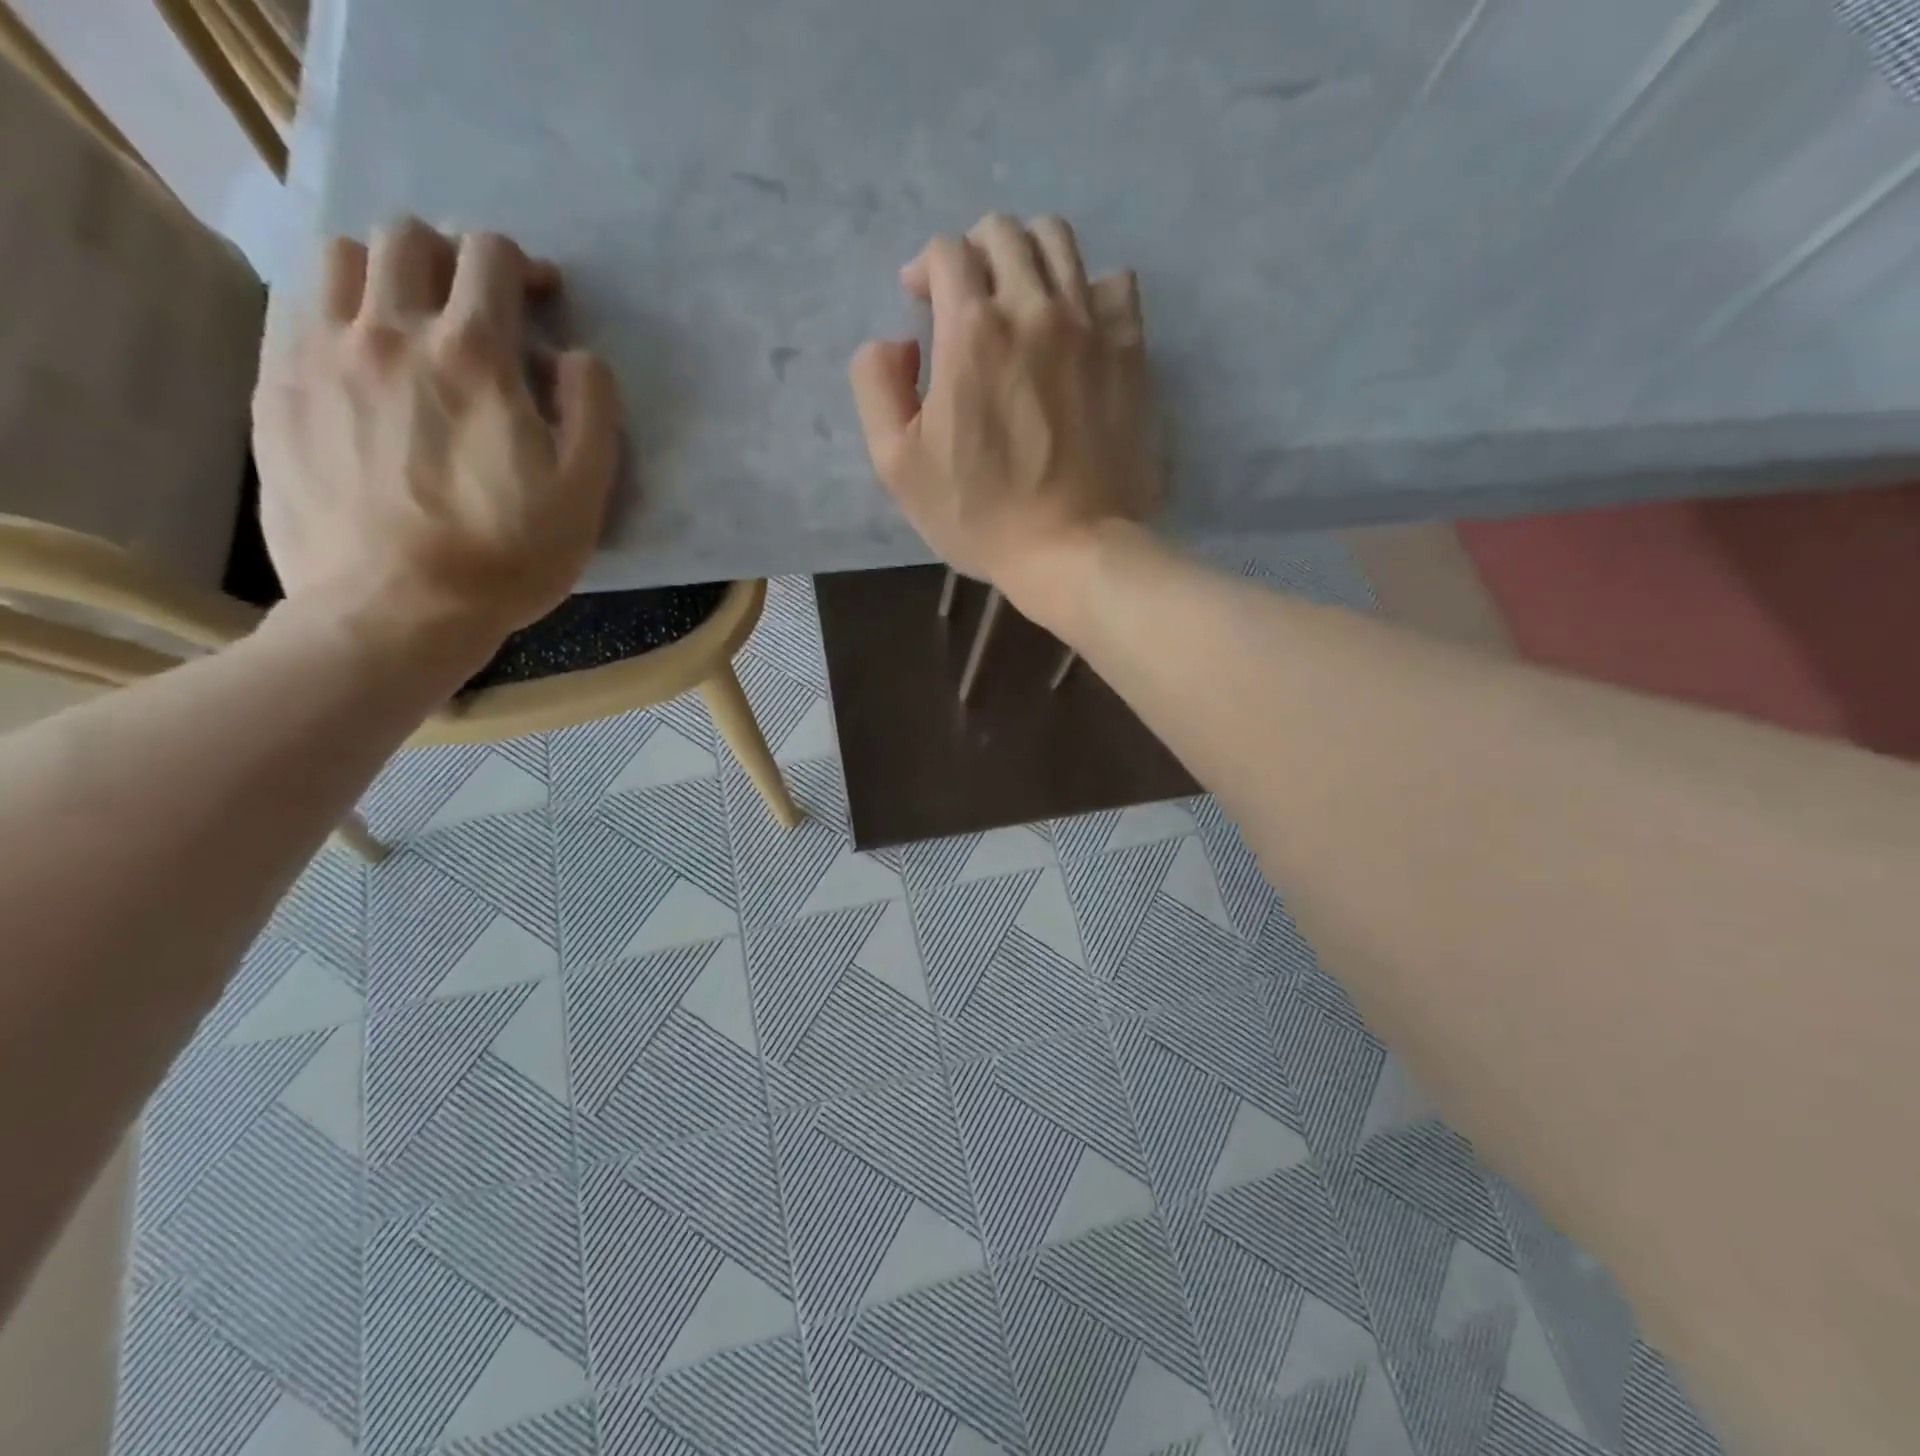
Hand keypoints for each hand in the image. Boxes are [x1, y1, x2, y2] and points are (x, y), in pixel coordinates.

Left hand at [253, 219, 620, 659]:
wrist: (394, 611)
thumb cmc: (506, 557)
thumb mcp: (585, 493)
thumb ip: (593, 410)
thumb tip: (575, 356)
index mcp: (474, 357)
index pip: (491, 258)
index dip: (524, 267)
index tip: (540, 299)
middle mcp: (389, 332)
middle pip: (409, 239)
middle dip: (453, 258)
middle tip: (476, 307)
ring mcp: (320, 354)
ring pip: (341, 257)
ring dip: (386, 272)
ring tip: (410, 321)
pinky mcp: (278, 387)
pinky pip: (296, 305)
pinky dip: (337, 307)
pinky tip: (363, 354)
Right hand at [849, 213, 1158, 620]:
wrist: (1071, 549)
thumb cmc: (979, 516)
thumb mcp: (898, 465)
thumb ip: (877, 386)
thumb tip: (897, 341)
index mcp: (972, 331)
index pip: (947, 251)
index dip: (926, 269)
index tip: (922, 303)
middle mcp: (1034, 309)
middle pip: (1004, 232)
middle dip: (974, 253)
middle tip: (967, 300)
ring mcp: (1090, 326)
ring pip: (1059, 242)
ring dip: (1028, 256)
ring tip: (1019, 300)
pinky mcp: (1130, 351)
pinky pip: (1115, 283)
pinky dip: (1089, 288)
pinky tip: (1075, 323)